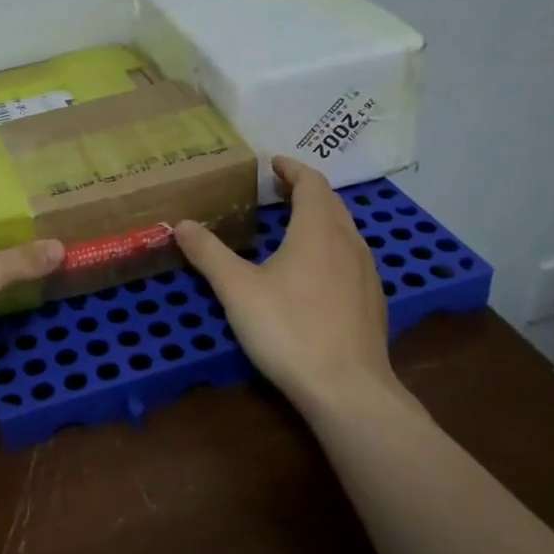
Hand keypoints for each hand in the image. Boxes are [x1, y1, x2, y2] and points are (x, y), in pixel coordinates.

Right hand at [174, 156, 392, 407]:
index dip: (292, 168)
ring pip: (344, 231)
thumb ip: (209, 253)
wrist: (348, 391)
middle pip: (331, 203)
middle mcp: (349, 243)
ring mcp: (366, 274)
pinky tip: (313, 271)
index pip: (312, 182)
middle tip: (276, 189)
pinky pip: (351, 257)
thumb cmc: (289, 329)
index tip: (272, 162)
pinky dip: (330, 246)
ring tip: (291, 224)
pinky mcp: (372, 302)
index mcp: (318, 230)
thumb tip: (181, 224)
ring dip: (320, 218)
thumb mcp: (237, 289)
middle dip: (304, 190)